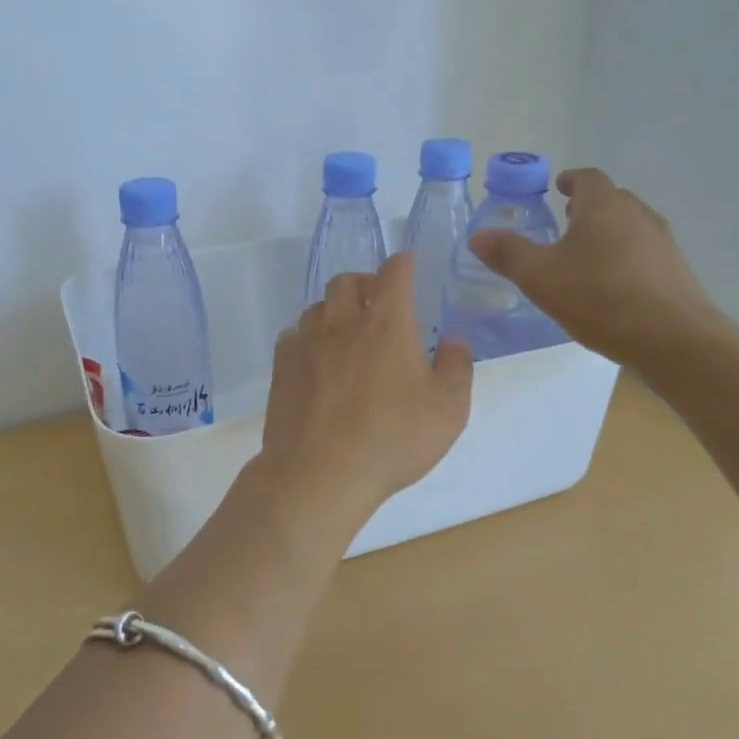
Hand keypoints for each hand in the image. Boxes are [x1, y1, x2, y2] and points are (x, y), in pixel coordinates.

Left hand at [257, 253, 474, 520]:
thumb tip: (453, 342)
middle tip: (378, 306)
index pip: (395, 272)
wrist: (319, 473)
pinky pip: (293, 336)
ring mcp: (306, 342)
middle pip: (346, 280)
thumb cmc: (392, 439)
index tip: (408, 269)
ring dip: (335, 312)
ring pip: (317, 307)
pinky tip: (317, 364)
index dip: (403, 265)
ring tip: (347, 338)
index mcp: (387, 322)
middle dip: (364, 284)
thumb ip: (456, 368)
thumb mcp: (447, 410)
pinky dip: (308, 339)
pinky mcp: (281, 366)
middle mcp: (342, 321)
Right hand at [470, 167, 723, 368]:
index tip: (558, 187)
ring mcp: (662, 242)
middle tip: (564, 224)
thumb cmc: (599, 297)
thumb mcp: (540, 277)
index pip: (587, 178)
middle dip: (587, 208)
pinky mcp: (675, 270)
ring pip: (629, 227)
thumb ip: (508, 253)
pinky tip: (610, 287)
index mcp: (603, 206)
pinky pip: (643, 253)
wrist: (671, 338)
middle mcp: (637, 214)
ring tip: (584, 258)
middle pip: (611, 200)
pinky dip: (624, 259)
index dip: (570, 180)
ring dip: (607, 234)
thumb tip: (479, 236)